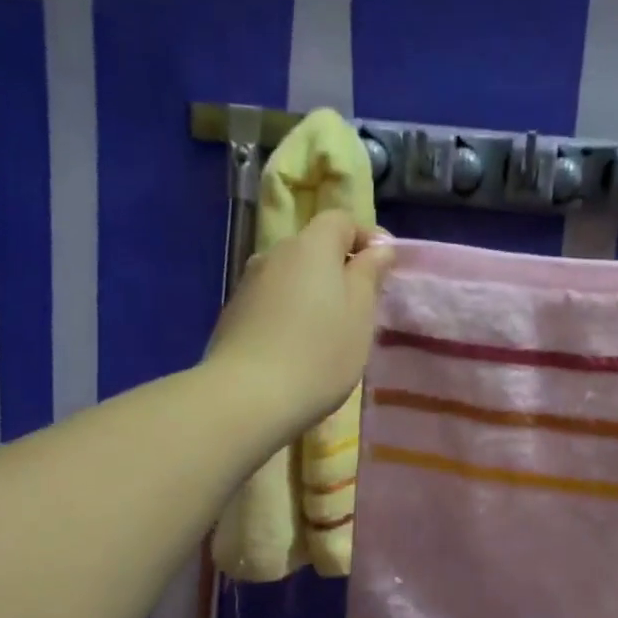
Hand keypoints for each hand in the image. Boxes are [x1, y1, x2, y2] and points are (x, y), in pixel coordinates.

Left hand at [206, 210, 394, 437]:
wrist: (247, 398)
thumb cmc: (319, 353)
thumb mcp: (360, 313)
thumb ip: (369, 273)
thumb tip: (378, 247)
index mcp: (310, 246)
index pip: (340, 220)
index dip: (366, 237)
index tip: (384, 268)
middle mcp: (274, 254)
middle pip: (313, 248)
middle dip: (339, 268)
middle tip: (361, 306)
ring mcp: (248, 284)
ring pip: (291, 276)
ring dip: (313, 293)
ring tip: (329, 332)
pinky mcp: (233, 315)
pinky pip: (272, 302)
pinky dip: (289, 313)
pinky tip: (297, 348)